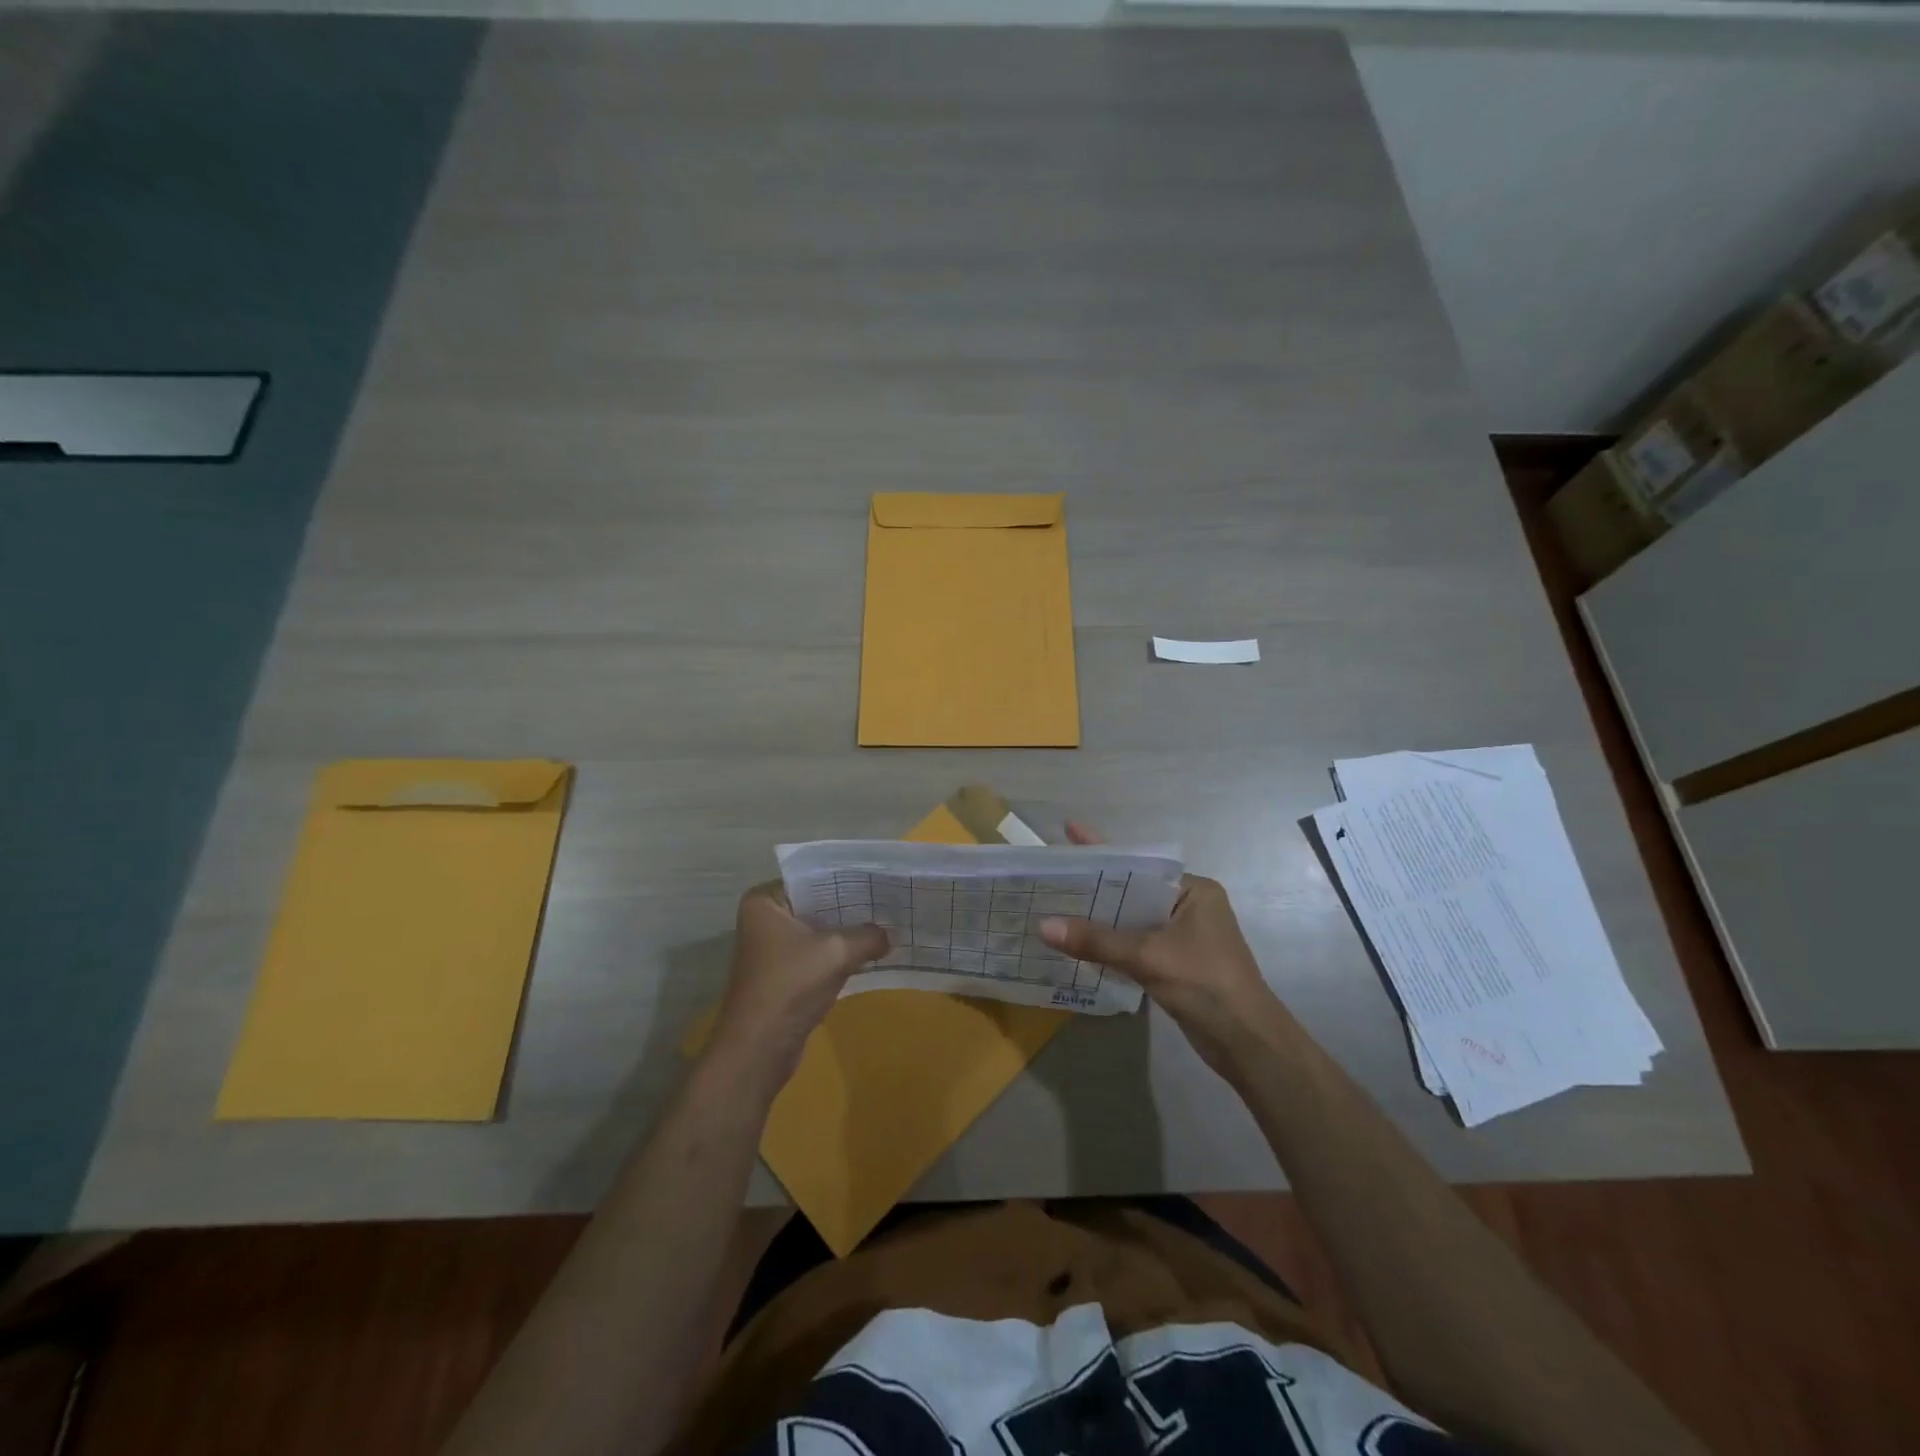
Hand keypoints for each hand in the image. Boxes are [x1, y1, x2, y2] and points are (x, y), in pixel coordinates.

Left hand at [708, 882, 889, 1088]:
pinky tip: (873, 951)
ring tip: (889, 922)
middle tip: (891, 899)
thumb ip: (869, 936)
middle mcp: (766, 919)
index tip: (881, 877)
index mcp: (765, 901)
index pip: (813, 877)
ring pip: (820, 930)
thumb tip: (892, 934)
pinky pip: (819, 953)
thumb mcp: (836, 953)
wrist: (758, 1051)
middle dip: (852, 906)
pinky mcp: (785, 974)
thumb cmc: (789, 987)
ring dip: (849, 932)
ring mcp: (774, 948)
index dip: (847, 878)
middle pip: (818, 903)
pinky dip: (841, 954)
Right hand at [1040, 823, 1278, 1071]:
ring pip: (1131, 919)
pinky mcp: (1176, 963)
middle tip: (1050, 874)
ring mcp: (1183, 936)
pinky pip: (1135, 943)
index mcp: (1193, 890)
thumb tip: (1043, 926)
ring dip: (1099, 918)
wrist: (1247, 1043)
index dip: (1102, 850)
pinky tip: (1077, 942)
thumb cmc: (1205, 984)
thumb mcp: (1147, 956)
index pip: (1138, 864)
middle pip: (1131, 890)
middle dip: (1094, 886)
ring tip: (1053, 904)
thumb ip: (1096, 940)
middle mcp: (1188, 906)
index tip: (1068, 831)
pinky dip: (1110, 943)